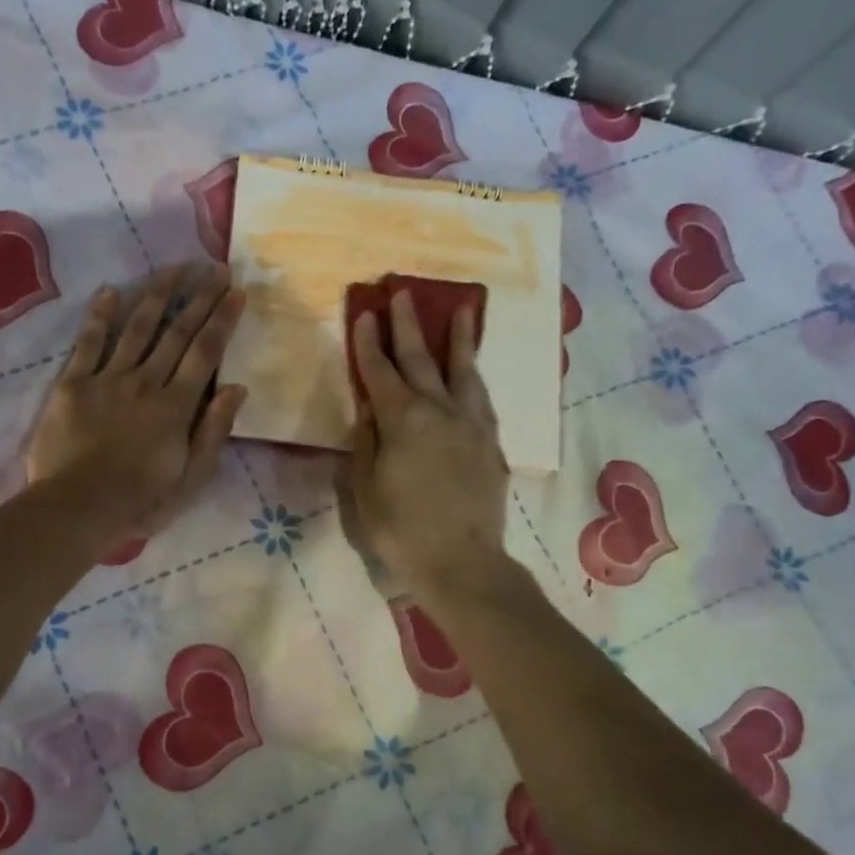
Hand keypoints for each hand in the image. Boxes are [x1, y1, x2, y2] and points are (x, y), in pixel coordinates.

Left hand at [25, 262, 247, 541]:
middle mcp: (146, 382)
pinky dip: (100, 317)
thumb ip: (213, 432)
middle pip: (176, 333)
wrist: (77, 508)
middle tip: (214, 267)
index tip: (235, 291)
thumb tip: (236, 388)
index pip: (205, 353)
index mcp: (177, 406)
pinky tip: (110, 291)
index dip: (222, 320)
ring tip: (173, 268)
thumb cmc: (140, 502)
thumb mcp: (190, 479)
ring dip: (156, 295)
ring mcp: (108, 380)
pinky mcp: (73, 385)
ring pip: (137, 328)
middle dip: (198, 298)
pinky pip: (88, 344)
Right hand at [348, 288, 510, 599]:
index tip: (364, 312)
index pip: (380, 372)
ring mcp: (471, 425)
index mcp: (403, 421)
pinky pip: (481, 397)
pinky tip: (472, 371)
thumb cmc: (401, 530)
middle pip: (421, 359)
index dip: (368, 342)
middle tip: (402, 292)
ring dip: (458, 338)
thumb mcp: (365, 488)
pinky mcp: (490, 443)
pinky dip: (474, 376)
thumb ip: (365, 443)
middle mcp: (440, 411)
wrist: (462, 563)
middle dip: (408, 325)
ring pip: (463, 371)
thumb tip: (369, 409)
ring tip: (460, 309)